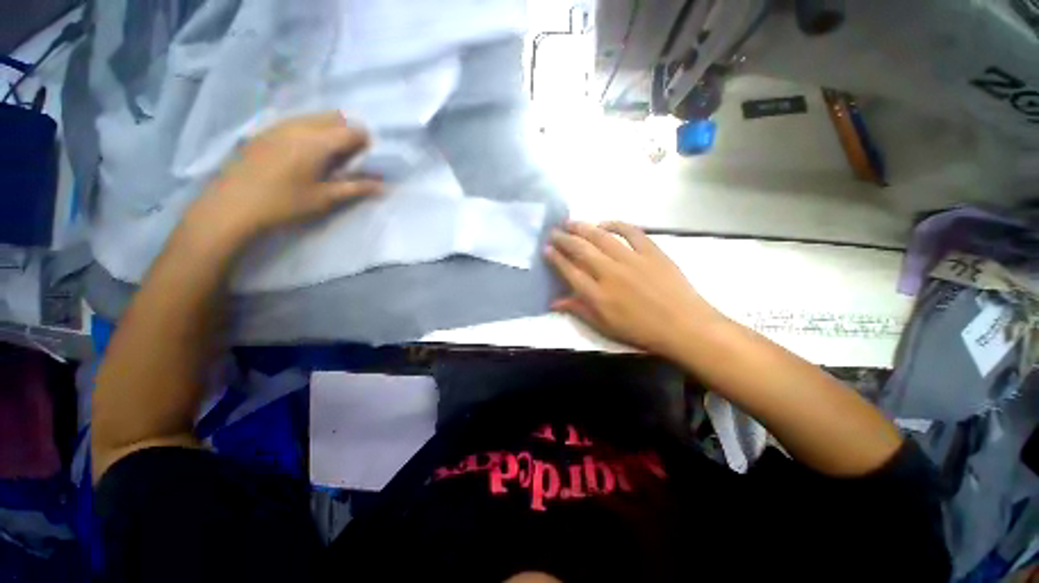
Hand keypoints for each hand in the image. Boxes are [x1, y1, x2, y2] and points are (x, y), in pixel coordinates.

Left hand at [186, 112, 382, 243]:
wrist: (232, 206)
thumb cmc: (284, 204)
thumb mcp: (325, 199)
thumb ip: (356, 188)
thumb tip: (383, 186)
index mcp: (317, 141)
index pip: (354, 130)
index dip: (365, 144)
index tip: (364, 162)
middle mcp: (300, 125)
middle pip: (336, 117)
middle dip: (348, 134)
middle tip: (346, 160)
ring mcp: (280, 124)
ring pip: (316, 117)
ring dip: (329, 132)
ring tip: (326, 160)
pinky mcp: (266, 130)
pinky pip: (298, 122)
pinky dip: (311, 132)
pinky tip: (303, 156)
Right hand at [546, 221, 724, 357]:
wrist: (683, 326)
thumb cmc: (641, 331)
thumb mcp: (605, 327)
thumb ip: (578, 310)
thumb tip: (554, 302)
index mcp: (597, 295)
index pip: (569, 271)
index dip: (556, 258)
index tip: (547, 248)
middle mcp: (610, 273)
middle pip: (581, 250)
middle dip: (564, 239)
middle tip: (554, 231)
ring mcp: (631, 259)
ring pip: (601, 237)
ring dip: (583, 227)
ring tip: (571, 222)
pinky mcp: (651, 252)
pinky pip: (631, 232)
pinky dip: (617, 224)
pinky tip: (605, 222)